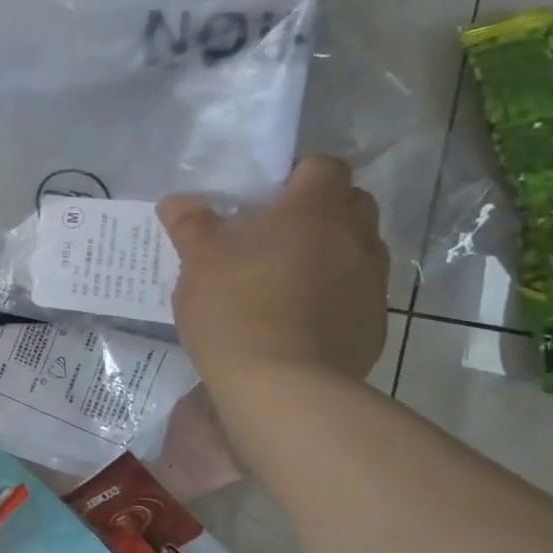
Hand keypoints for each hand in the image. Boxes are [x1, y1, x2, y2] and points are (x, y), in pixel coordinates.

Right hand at [159, 157, 388, 391]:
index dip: (297, 174)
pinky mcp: (374, 323)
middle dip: (319, 209)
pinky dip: (333, 293)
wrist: (281, 386)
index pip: (324, 166)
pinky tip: (296, 317)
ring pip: (358, 248)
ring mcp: (372, 283)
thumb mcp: (196, 260)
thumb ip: (190, 223)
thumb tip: (178, 202)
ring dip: (329, 251)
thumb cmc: (234, 307)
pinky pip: (357, 292)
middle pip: (351, 202)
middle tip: (274, 232)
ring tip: (284, 277)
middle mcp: (355, 238)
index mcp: (313, 211)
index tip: (265, 197)